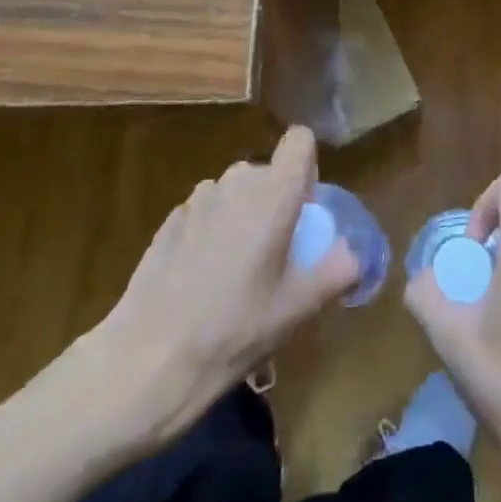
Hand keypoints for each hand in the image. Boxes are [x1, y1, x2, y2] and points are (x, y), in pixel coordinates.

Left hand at [66, 126, 360, 447]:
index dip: (307, 167)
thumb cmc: (233, 331)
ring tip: (237, 275)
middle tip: (276, 256)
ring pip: (236, 192)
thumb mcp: (296, 309)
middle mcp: (236, 181)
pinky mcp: (170, 220)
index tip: (305, 210)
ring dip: (244, 217)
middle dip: (276, 202)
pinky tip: (202, 282)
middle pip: (268, 172)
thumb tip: (353, 254)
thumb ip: (335, 271)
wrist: (146, 361)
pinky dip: (213, 232)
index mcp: (273, 192)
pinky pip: (207, 212)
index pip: (300, 140)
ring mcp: (198, 199)